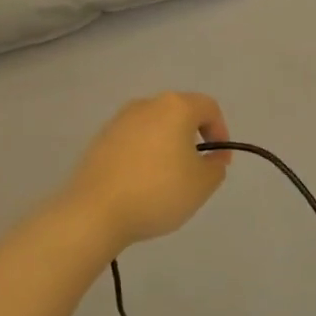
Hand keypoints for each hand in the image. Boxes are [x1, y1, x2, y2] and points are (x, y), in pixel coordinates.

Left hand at [58, 93, 231, 249]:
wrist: (95, 211)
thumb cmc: (157, 192)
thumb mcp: (202, 184)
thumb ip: (216, 166)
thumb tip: (211, 157)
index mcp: (175, 107)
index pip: (208, 107)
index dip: (221, 131)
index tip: (220, 161)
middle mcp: (146, 104)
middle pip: (179, 113)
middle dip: (193, 138)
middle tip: (196, 170)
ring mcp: (119, 120)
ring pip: (154, 126)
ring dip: (167, 146)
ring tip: (167, 179)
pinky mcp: (100, 139)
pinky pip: (133, 140)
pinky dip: (143, 155)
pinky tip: (140, 183)